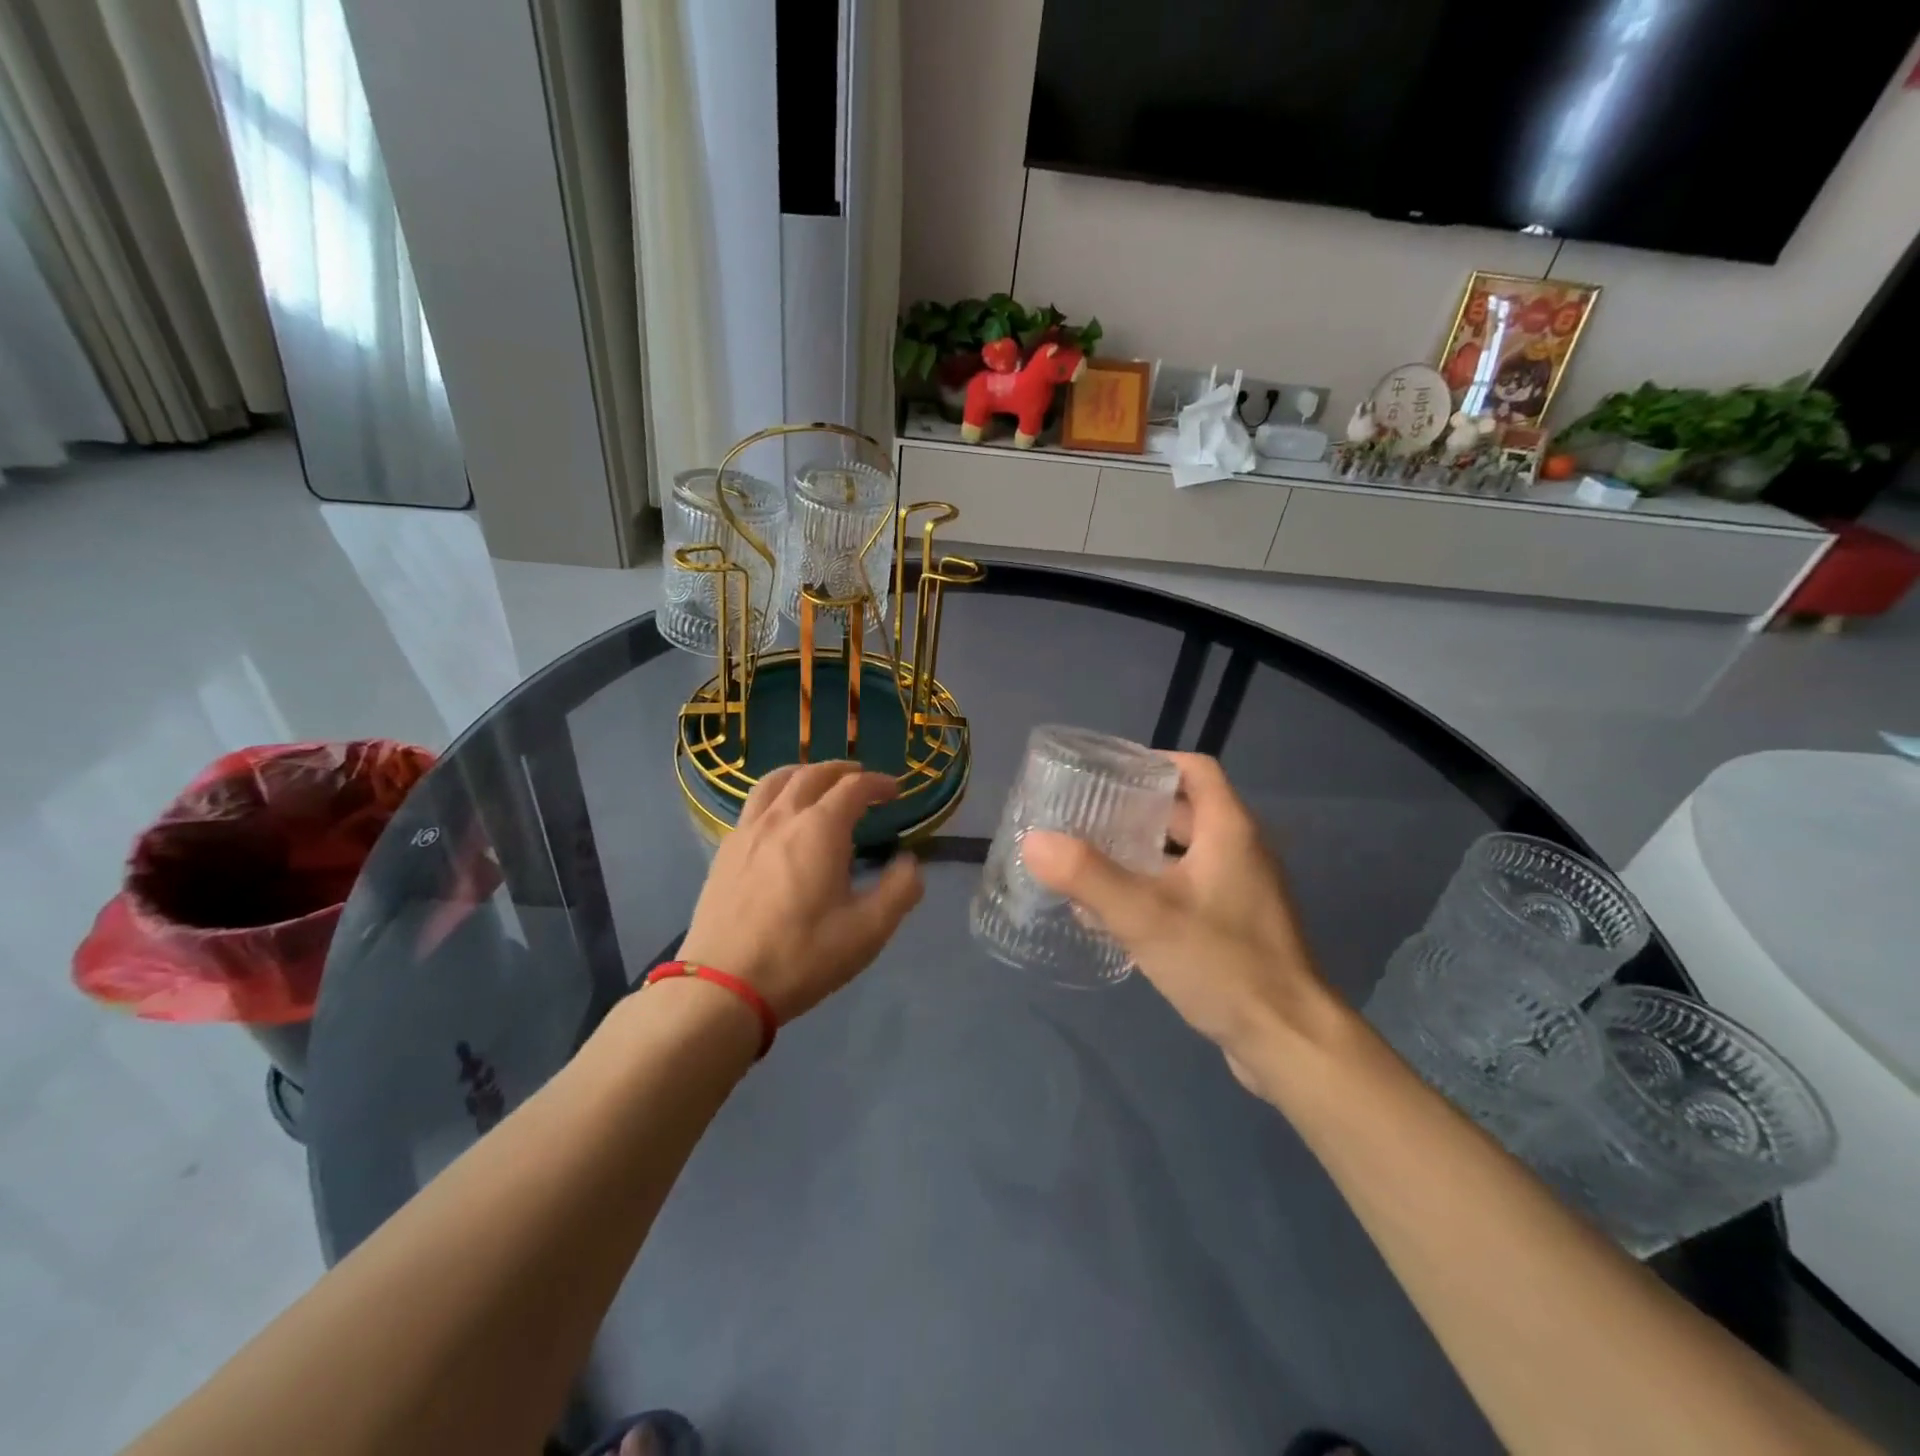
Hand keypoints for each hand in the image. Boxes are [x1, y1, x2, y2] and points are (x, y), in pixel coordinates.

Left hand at [679, 761, 923, 1023]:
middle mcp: (782, 817)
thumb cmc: (802, 956)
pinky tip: (780, 818)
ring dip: (804, 774)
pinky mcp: (725, 851)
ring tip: (817, 783)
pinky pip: (753, 804)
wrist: (724, 986)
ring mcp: (747, 831)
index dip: (878, 784)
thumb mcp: (867, 931)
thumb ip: (899, 890)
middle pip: (813, 774)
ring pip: (775, 781)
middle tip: (861, 779)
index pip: (854, 787)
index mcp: (820, 829)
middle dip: (842, 771)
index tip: (895, 792)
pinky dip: (776, 795)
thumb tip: (909, 862)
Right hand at [1022, 753, 1340, 1091]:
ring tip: (1090, 860)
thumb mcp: (1145, 916)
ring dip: (1141, 852)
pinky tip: (1116, 913)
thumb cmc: (1222, 964)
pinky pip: (1189, 889)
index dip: (1152, 761)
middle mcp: (1241, 851)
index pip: (1194, 769)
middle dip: (1135, 810)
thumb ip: (1087, 876)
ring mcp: (1242, 891)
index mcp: (1229, 830)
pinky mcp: (1237, 926)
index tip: (1106, 772)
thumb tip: (1033, 840)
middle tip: (1085, 817)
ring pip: (1184, 854)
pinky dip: (1154, 888)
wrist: (1288, 1040)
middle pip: (1185, 811)